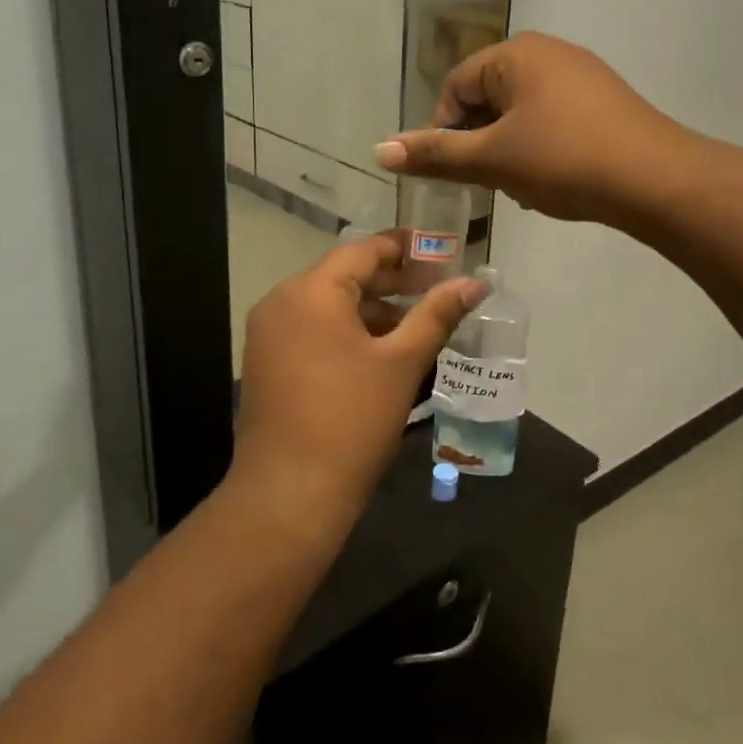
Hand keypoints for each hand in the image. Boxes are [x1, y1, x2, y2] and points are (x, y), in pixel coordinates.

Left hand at [229, 234, 487, 541]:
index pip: (363, 251)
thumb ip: (438, 314)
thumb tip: (477, 282)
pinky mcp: (265, 362)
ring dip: (371, 309)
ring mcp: (268, 333)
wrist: (289, 495)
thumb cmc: (352, 420)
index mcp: (311, 291)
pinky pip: (311, 329)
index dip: (404, 248)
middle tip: (435, 289)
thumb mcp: (403, 363)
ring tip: (414, 326)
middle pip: (344, 275)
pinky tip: (378, 354)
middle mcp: (281, 301)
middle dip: (391, 282)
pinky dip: (345, 331)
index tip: (439, 252)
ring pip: (328, 305)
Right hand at [374, 32, 690, 224]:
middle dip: (479, 141)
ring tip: (521, 185)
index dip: (444, 131)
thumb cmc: (563, 161)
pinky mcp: (604, 99)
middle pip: (488, 96)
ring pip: (521, 111)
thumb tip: (378, 149)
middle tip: (487, 181)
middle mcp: (548, 51)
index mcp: (515, 54)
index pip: (456, 87)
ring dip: (508, 148)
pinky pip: (552, 117)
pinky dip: (540, 146)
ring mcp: (581, 73)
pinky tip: (553, 178)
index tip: (454, 171)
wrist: (654, 180)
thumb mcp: (492, 159)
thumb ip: (436, 153)